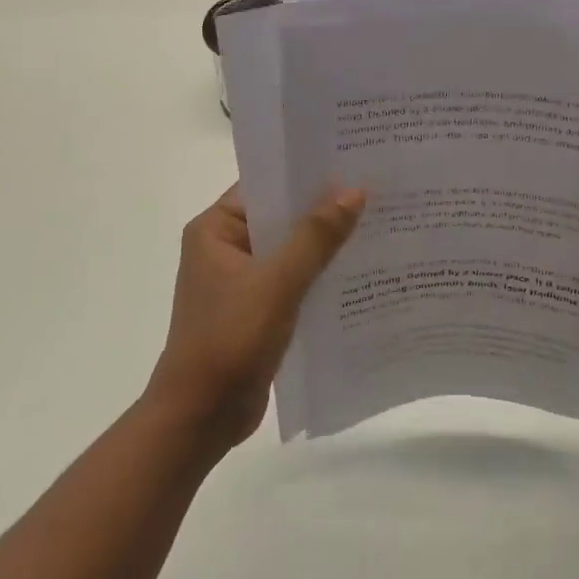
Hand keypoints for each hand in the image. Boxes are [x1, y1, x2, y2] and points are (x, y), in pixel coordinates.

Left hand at [145, 184, 364, 449]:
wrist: (201, 417)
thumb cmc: (230, 339)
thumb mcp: (277, 283)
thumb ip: (316, 236)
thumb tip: (353, 191)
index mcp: (215, 229)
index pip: (265, 186)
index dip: (306, 174)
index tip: (351, 161)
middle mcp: (225, 247)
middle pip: (281, 217)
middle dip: (324, 209)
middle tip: (376, 190)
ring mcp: (241, 281)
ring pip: (290, 250)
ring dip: (325, 244)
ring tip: (378, 224)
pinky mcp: (256, 309)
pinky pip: (293, 280)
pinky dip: (320, 275)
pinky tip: (359, 271)